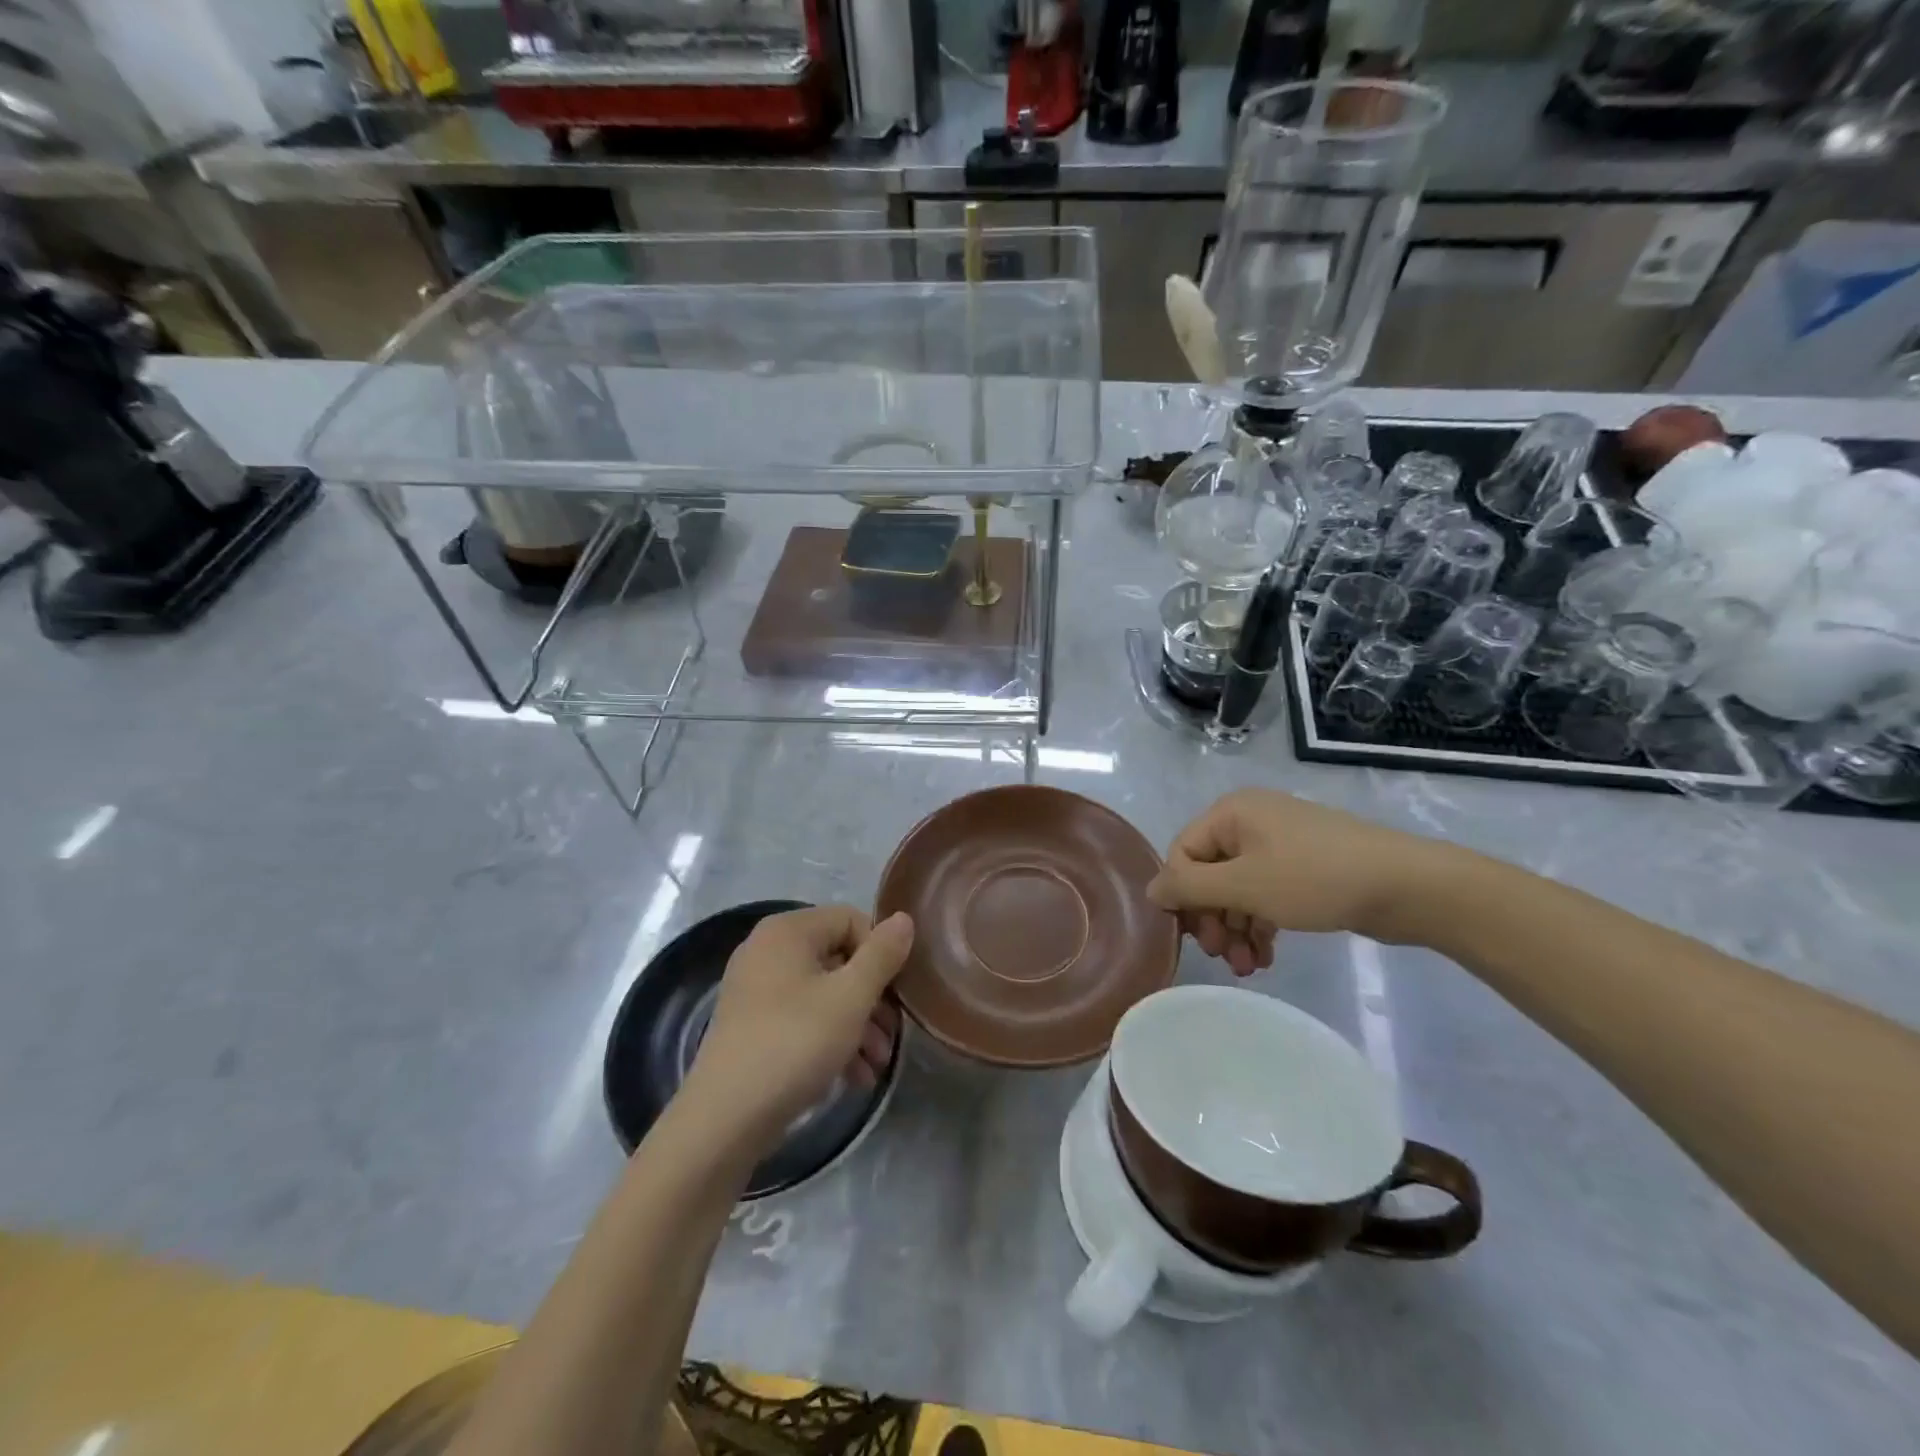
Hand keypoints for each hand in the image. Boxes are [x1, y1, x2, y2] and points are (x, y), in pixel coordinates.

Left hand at [686, 906, 913, 1145]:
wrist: (723, 1120)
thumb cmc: (794, 1044)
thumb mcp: (850, 998)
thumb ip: (882, 955)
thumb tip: (904, 918)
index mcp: (788, 930)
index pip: (851, 920)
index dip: (880, 954)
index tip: (896, 995)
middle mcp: (767, 950)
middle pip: (839, 958)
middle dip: (872, 999)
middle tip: (891, 1037)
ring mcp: (756, 989)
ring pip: (823, 993)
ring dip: (857, 1025)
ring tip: (875, 1065)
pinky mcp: (751, 1025)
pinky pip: (802, 1017)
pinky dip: (830, 1040)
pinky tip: (852, 1077)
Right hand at [1148, 790, 1445, 971]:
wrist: (1407, 885)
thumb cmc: (1314, 878)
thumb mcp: (1243, 885)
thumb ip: (1189, 888)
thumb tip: (1151, 890)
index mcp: (1231, 813)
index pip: (1182, 854)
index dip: (1182, 897)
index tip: (1195, 939)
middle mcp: (1250, 821)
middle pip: (1210, 873)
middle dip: (1213, 919)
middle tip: (1223, 957)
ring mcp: (1280, 843)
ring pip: (1239, 888)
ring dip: (1237, 929)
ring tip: (1248, 968)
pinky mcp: (1304, 866)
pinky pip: (1267, 893)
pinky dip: (1261, 923)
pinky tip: (1266, 956)